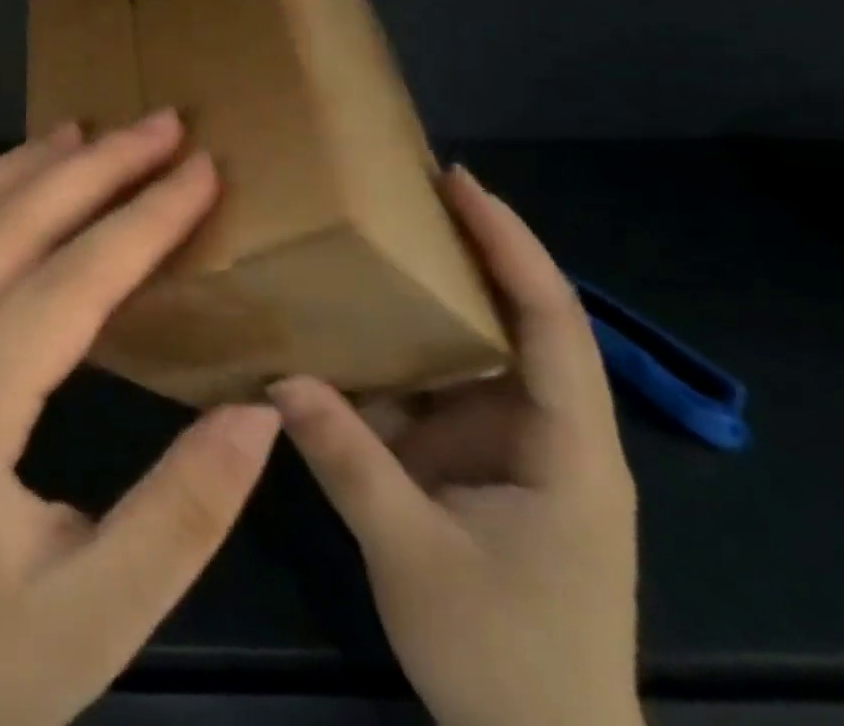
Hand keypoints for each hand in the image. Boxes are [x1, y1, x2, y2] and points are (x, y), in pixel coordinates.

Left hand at [0, 112, 281, 725]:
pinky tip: (21, 181)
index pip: (69, 285)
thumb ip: (181, 516)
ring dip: (24, 164)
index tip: (202, 171)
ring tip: (88, 131)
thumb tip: (258, 413)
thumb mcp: (96, 617)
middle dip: (95, 169)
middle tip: (163, 126)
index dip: (142, 222)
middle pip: (12, 228)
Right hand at [271, 167, 640, 725]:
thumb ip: (347, 462)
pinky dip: (385, 354)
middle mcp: (543, 430)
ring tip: (357, 239)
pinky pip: (426, 389)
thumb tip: (276, 378)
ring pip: (464, 350)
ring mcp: (502, 445)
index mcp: (567, 448)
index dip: (510, 246)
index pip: (552, 323)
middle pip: (514, 319)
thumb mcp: (415, 556)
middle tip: (393, 190)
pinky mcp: (466, 461)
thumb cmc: (504, 660)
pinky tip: (335, 327)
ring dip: (418, 297)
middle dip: (463, 249)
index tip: (459, 183)